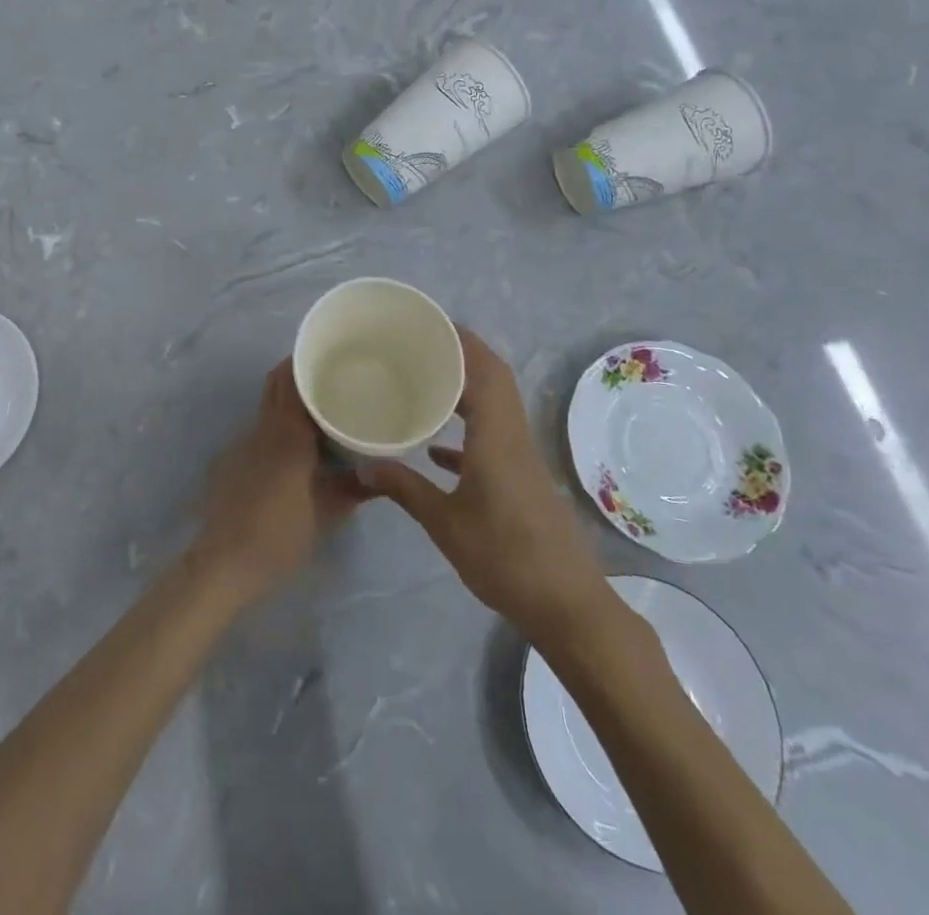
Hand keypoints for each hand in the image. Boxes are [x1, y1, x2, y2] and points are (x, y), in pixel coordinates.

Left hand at [190, 361, 365, 605]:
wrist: (223, 562)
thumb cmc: (279, 534)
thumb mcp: (325, 513)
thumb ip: (352, 489)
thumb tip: (380, 474)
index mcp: (287, 433)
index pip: (292, 380)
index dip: (307, 362)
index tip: (331, 355)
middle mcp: (263, 428)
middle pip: (276, 384)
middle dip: (298, 373)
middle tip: (329, 377)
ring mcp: (243, 443)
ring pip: (267, 406)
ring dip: (288, 400)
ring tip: (319, 410)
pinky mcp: (232, 460)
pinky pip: (259, 429)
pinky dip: (277, 425)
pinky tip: (294, 447)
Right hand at [360, 327, 611, 645]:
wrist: (568, 606)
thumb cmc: (505, 558)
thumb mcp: (445, 524)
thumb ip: (403, 489)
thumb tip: (360, 466)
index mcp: (496, 435)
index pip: (483, 369)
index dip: (460, 339)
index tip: (428, 322)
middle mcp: (512, 435)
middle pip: (493, 378)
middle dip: (461, 354)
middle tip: (418, 345)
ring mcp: (521, 457)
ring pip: (495, 405)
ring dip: (466, 387)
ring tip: (424, 381)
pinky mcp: (522, 479)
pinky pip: (494, 435)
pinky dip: (468, 428)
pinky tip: (437, 449)